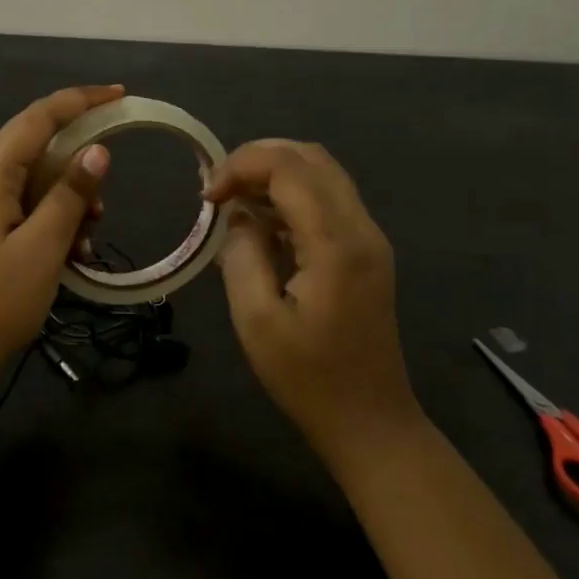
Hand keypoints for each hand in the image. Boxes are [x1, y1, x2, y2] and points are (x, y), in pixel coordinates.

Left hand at [0, 85, 119, 383]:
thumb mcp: (43, 247)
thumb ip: (70, 194)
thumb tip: (97, 151)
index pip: (37, 118)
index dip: (79, 100)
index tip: (119, 94)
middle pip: (34, 150)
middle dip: (76, 169)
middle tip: (103, 202)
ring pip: (31, 183)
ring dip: (65, 202)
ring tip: (86, 239)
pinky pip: (19, 208)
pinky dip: (48, 221)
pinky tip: (68, 254)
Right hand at [205, 141, 418, 459]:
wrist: (370, 422)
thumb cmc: (308, 378)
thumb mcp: (256, 321)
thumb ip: (242, 256)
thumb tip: (239, 218)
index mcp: (336, 244)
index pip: (289, 168)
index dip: (242, 166)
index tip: (207, 196)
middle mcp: (361, 228)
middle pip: (310, 157)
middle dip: (257, 159)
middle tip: (218, 188)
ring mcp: (368, 238)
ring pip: (321, 173)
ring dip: (273, 174)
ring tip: (232, 200)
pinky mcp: (365, 251)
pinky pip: (327, 200)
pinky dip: (289, 195)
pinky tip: (260, 222)